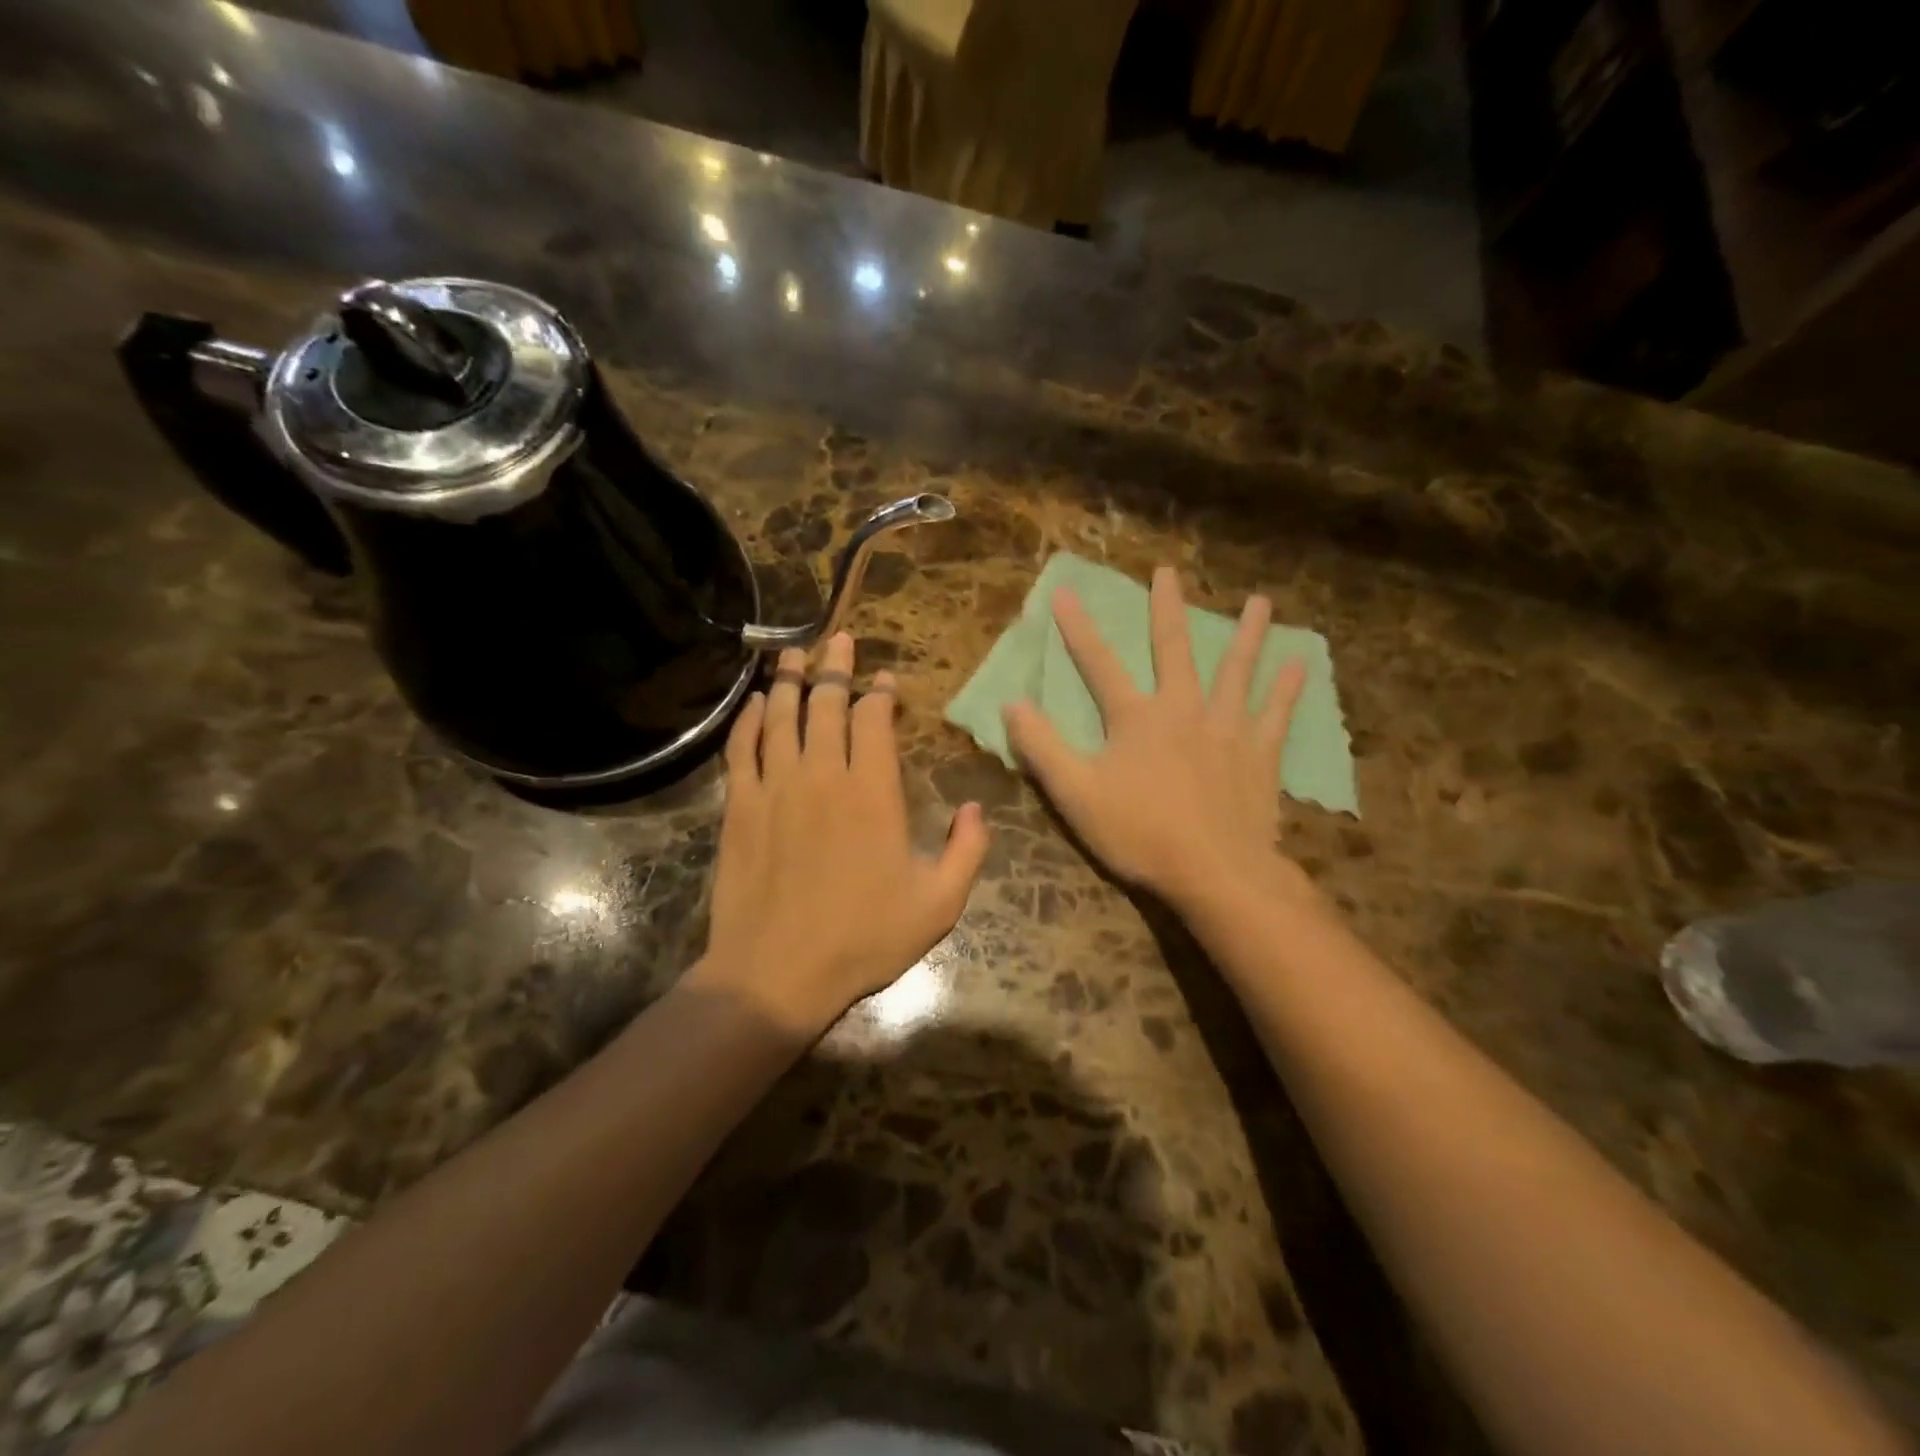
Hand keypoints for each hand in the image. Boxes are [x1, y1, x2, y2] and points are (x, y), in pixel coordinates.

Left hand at [694, 633, 990, 1036]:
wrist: (777, 972)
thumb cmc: (863, 939)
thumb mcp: (938, 905)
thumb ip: (968, 851)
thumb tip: (978, 808)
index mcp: (873, 792)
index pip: (875, 720)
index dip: (881, 693)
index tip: (886, 680)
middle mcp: (823, 775)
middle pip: (826, 703)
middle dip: (834, 667)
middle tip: (838, 640)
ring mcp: (776, 787)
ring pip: (781, 715)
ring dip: (788, 679)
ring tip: (793, 651)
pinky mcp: (740, 807)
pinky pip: (742, 748)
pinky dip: (748, 719)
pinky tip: (754, 702)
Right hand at [1002, 566, 1310, 912]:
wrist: (1215, 872)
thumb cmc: (1140, 834)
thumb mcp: (1075, 794)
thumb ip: (1042, 748)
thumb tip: (1012, 703)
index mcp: (1136, 718)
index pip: (1099, 664)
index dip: (1078, 630)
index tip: (1064, 593)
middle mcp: (1183, 709)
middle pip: (1173, 649)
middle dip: (1167, 609)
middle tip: (1169, 572)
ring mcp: (1227, 728)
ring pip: (1237, 670)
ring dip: (1247, 635)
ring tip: (1259, 601)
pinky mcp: (1259, 754)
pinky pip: (1276, 714)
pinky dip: (1287, 689)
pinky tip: (1299, 665)